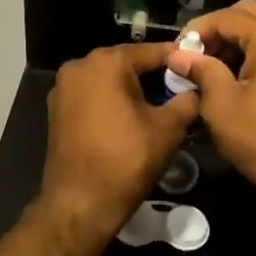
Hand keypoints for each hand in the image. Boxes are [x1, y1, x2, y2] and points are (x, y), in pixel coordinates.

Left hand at [39, 42, 199, 241]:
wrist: (80, 204)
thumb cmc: (126, 160)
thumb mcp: (168, 128)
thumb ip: (187, 100)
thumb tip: (198, 89)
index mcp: (106, 62)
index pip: (151, 51)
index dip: (178, 59)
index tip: (199, 67)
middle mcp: (79, 66)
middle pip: (127, 63)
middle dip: (154, 74)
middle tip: (182, 88)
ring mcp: (63, 89)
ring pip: (108, 80)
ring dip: (132, 88)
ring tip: (161, 104)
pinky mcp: (57, 111)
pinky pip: (92, 96)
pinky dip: (112, 101)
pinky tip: (132, 118)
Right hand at [167, 0, 255, 203]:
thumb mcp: (222, 105)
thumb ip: (201, 70)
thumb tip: (178, 54)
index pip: (229, 16)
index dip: (199, 28)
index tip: (179, 47)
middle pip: (251, 12)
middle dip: (220, 28)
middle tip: (197, 51)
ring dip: (238, 38)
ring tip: (212, 64)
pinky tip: (236, 73)